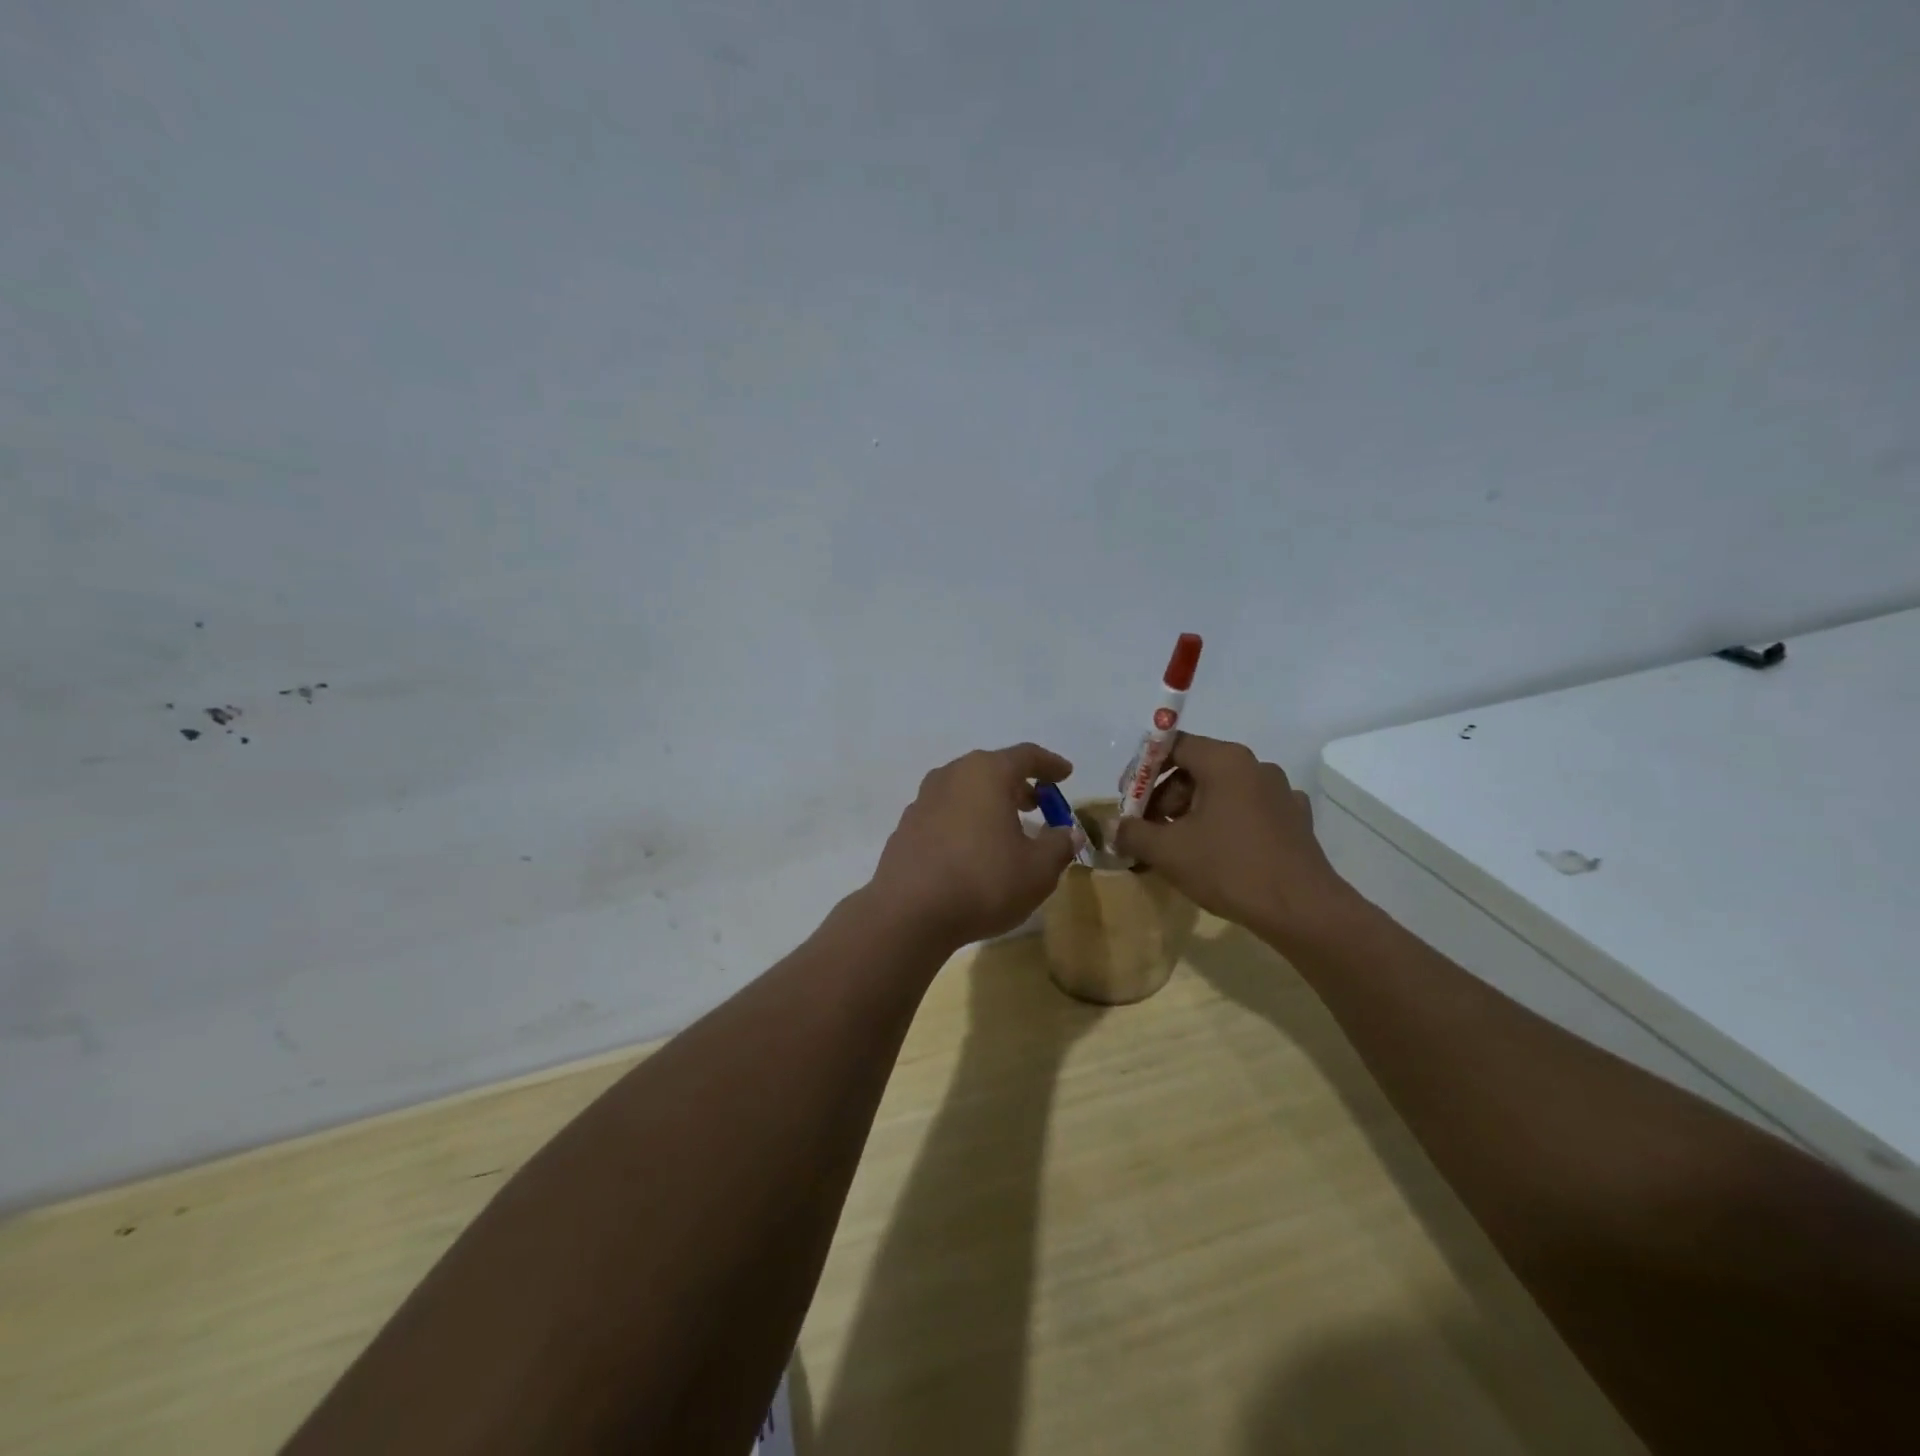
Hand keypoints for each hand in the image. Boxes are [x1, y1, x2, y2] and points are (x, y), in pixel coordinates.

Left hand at [868, 743, 1080, 947]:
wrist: (908, 913)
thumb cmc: (983, 882)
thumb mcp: (1037, 870)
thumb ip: (1058, 846)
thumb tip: (1068, 833)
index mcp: (987, 773)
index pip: (1026, 756)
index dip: (1050, 764)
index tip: (1066, 773)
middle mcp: (952, 775)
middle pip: (992, 769)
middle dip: (1018, 784)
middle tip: (1038, 804)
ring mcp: (923, 800)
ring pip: (965, 790)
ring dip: (989, 802)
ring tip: (1006, 827)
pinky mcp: (906, 826)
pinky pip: (945, 812)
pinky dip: (965, 821)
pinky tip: (972, 849)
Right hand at [1112, 734, 1362, 949]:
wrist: (1302, 910)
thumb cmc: (1229, 868)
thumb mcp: (1167, 852)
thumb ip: (1133, 833)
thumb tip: (1115, 828)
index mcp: (1225, 761)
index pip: (1174, 745)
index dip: (1144, 770)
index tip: (1129, 800)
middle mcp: (1255, 766)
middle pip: (1197, 768)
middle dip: (1166, 796)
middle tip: (1148, 829)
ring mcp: (1280, 792)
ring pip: (1223, 790)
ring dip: (1193, 811)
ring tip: (1178, 847)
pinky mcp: (1295, 819)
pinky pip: (1248, 810)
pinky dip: (1225, 823)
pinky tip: (1217, 853)